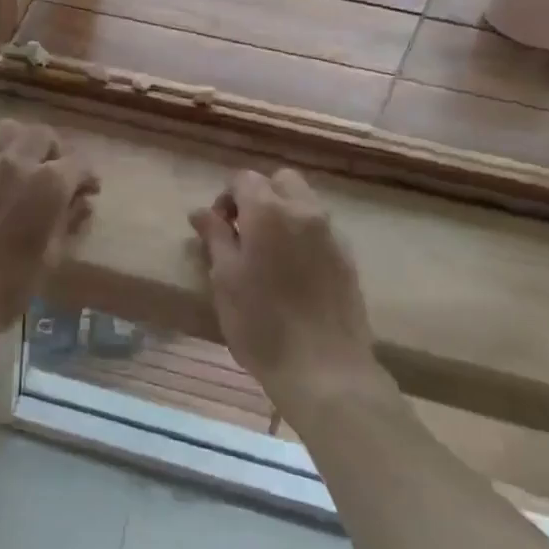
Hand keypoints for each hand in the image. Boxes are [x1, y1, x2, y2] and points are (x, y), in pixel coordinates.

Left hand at [0, 121, 97, 368]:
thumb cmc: (7, 288)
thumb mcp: (51, 258)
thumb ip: (70, 222)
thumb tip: (82, 202)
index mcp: (49, 183)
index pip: (78, 164)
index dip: (87, 178)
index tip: (88, 191)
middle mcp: (17, 161)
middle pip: (43, 136)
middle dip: (57, 152)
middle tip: (58, 177)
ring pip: (10, 130)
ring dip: (24, 143)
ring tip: (26, 167)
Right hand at [189, 169, 379, 411]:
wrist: (324, 369)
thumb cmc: (261, 324)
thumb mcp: (224, 279)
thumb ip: (215, 237)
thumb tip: (201, 211)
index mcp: (269, 211)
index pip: (244, 179)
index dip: (226, 197)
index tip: (218, 228)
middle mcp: (304, 211)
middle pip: (281, 181)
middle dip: (260, 195)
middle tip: (244, 232)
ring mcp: (331, 234)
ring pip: (305, 202)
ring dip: (283, 213)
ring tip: (268, 253)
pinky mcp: (347, 258)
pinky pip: (321, 229)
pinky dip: (303, 235)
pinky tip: (292, 271)